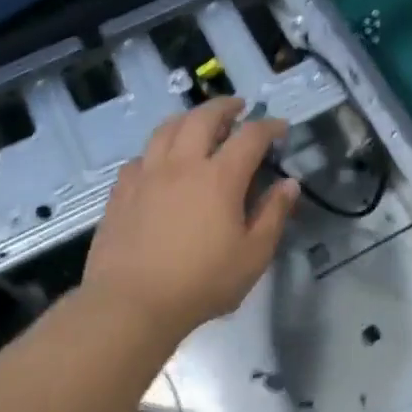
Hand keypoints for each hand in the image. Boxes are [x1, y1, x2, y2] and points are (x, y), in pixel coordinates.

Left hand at [83, 98, 299, 344]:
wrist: (131, 304)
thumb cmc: (201, 283)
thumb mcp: (253, 255)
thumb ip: (273, 215)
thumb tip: (289, 184)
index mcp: (219, 178)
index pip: (250, 136)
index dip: (269, 126)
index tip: (280, 127)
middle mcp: (182, 165)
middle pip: (203, 118)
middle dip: (225, 107)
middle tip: (238, 107)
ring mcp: (146, 175)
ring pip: (166, 129)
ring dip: (188, 118)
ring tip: (198, 123)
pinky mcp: (121, 191)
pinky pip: (140, 156)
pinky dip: (157, 150)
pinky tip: (160, 162)